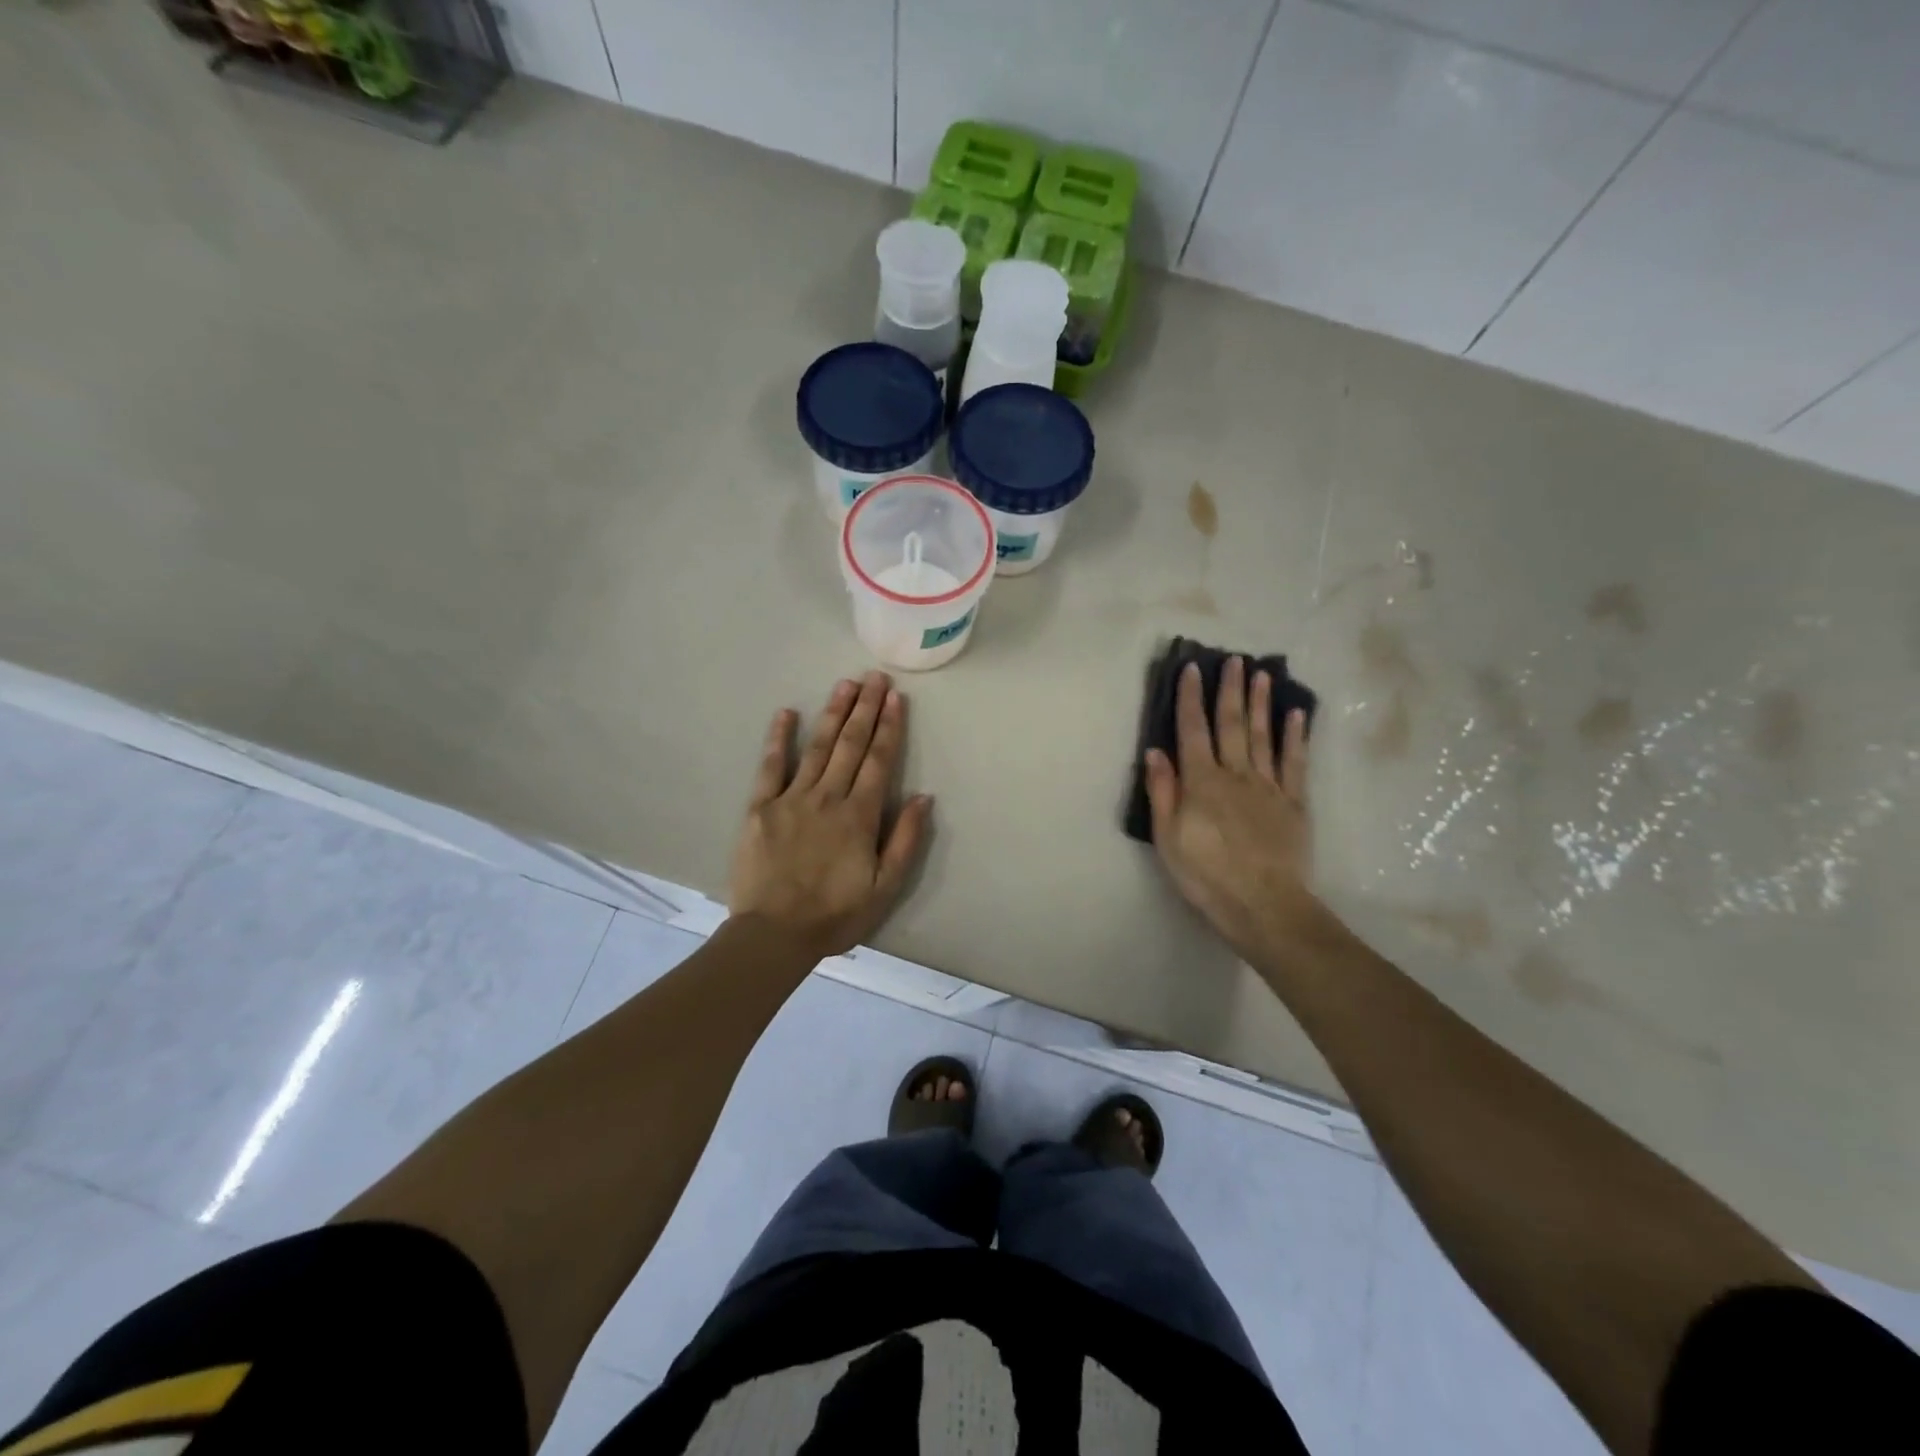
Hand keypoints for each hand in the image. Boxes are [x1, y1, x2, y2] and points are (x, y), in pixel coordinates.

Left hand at [728, 672, 933, 960]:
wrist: (774, 934)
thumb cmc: (835, 914)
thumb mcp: (885, 887)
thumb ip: (905, 840)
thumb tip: (923, 798)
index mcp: (859, 816)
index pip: (879, 761)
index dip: (889, 727)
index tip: (896, 698)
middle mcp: (828, 797)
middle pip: (851, 745)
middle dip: (865, 709)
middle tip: (874, 677)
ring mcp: (792, 799)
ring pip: (818, 747)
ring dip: (833, 714)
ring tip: (845, 685)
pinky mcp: (761, 808)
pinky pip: (770, 766)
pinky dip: (779, 738)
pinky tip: (787, 713)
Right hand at [1144, 657, 1316, 962]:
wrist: (1264, 905)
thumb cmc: (1206, 875)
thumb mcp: (1168, 838)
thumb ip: (1162, 792)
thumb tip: (1156, 751)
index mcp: (1202, 782)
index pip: (1192, 731)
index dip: (1190, 698)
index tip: (1192, 668)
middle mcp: (1236, 774)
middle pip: (1232, 725)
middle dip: (1230, 690)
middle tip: (1233, 659)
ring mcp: (1269, 787)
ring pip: (1263, 736)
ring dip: (1261, 703)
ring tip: (1261, 674)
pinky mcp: (1294, 803)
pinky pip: (1295, 763)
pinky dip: (1295, 737)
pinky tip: (1296, 715)